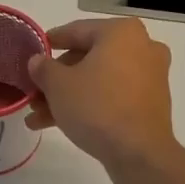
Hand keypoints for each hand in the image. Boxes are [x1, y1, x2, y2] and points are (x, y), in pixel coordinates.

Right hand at [26, 19, 178, 177]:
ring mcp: (149, 76)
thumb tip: (37, 61)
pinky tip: (59, 124)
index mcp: (121, 32)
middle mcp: (141, 47)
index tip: (35, 50)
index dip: (51, 42)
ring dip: (68, 96)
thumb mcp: (58, 85)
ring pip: (98, 80)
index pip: (77, 31)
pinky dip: (89, 105)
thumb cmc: (97, 106)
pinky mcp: (150, 103)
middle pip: (87, 58)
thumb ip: (43, 68)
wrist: (138, 153)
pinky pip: (113, 95)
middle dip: (57, 79)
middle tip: (34, 94)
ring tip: (38, 117)